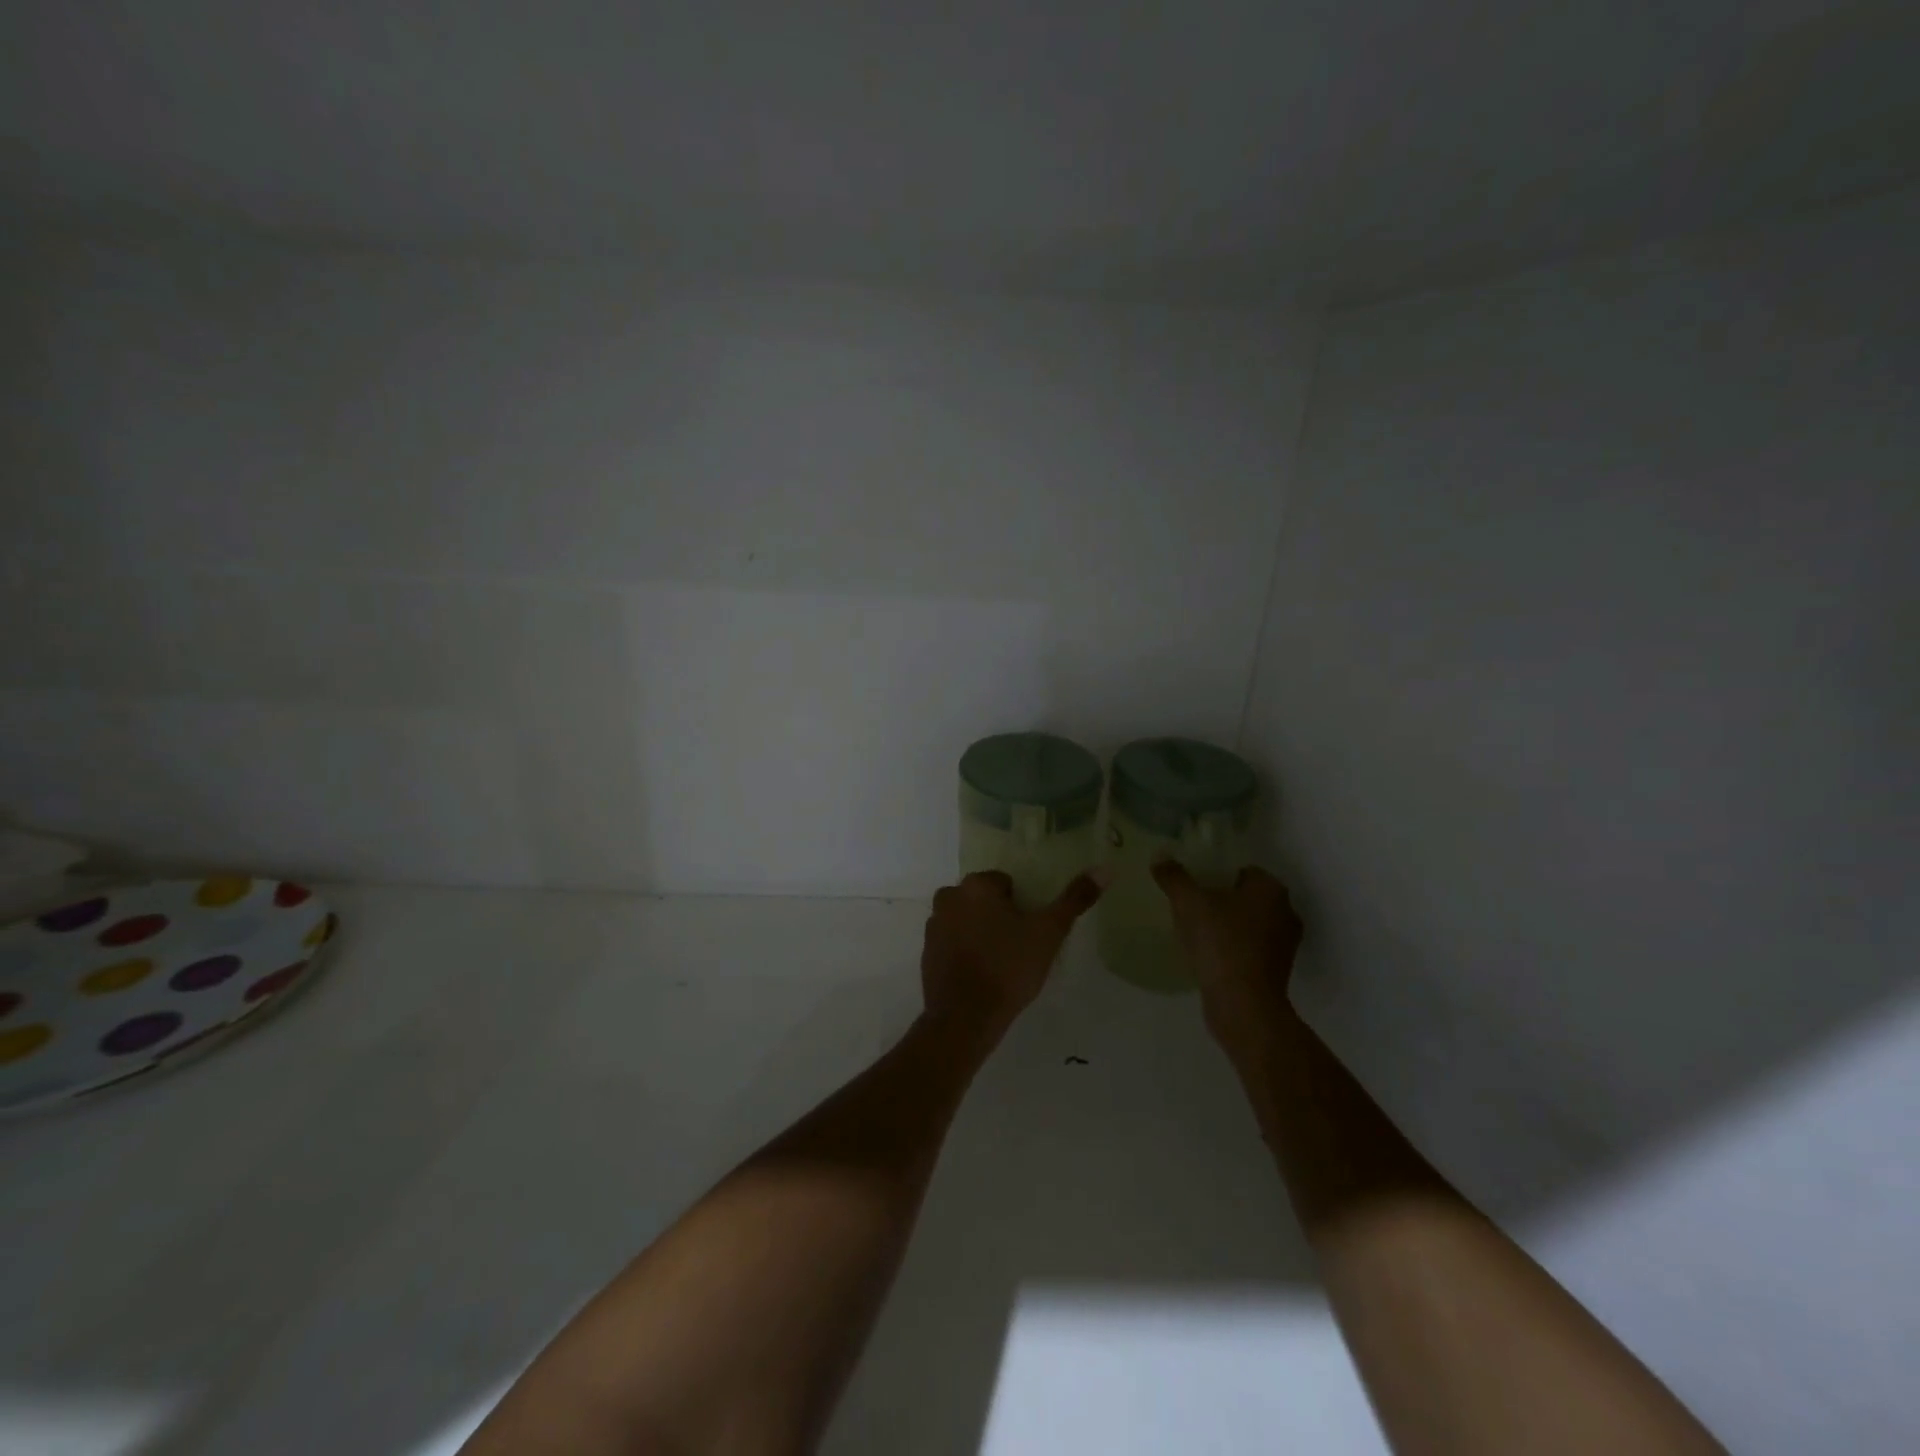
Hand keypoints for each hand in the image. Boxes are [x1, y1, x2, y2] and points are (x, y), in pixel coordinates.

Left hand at [920, 870, 1104, 1044]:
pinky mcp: (926, 953)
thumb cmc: (1009, 968)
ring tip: (1000, 963)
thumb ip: (1075, 899)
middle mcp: (949, 897)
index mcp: (976, 885)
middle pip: (983, 899)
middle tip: (1017, 947)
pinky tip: (980, 975)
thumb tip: (1105, 867)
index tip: (1028, 931)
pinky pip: (952, 942)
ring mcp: (934, 925)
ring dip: (980, 932)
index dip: (1021, 906)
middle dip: (998, 916)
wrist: (965, 1018)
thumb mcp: (1049, 932)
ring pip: (966, 919)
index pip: (1005, 883)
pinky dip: (965, 951)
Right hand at [1152, 862, 1303, 1060]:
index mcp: (1271, 889)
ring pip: (1249, 923)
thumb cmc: (1221, 943)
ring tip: (1195, 930)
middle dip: (1221, 899)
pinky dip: (1231, 947)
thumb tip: (1160, 857)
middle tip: (1191, 905)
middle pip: (1246, 896)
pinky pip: (1249, 948)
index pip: (1242, 869)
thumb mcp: (1189, 903)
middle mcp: (1285, 912)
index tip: (1194, 883)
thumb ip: (1174, 877)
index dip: (1216, 873)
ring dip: (1227, 925)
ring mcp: (1284, 944)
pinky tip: (1208, 955)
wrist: (1243, 1004)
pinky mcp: (1277, 971)